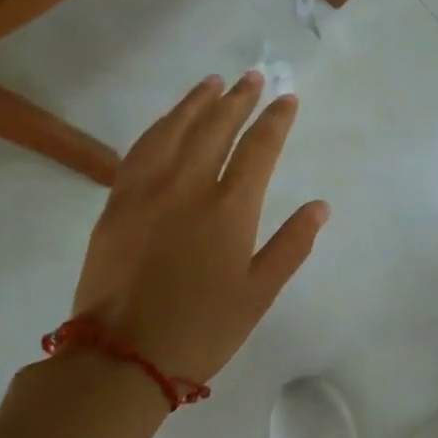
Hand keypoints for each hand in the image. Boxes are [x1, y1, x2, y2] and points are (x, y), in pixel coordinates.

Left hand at [69, 72, 328, 387]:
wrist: (121, 358)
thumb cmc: (201, 330)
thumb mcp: (259, 294)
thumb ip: (291, 245)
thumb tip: (320, 206)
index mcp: (229, 210)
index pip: (258, 149)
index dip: (275, 121)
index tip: (287, 99)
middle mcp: (188, 187)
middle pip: (216, 128)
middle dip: (238, 99)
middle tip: (253, 78)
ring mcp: (147, 191)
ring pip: (174, 130)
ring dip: (196, 102)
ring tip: (213, 83)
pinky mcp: (116, 203)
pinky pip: (140, 150)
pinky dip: (159, 127)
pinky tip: (167, 121)